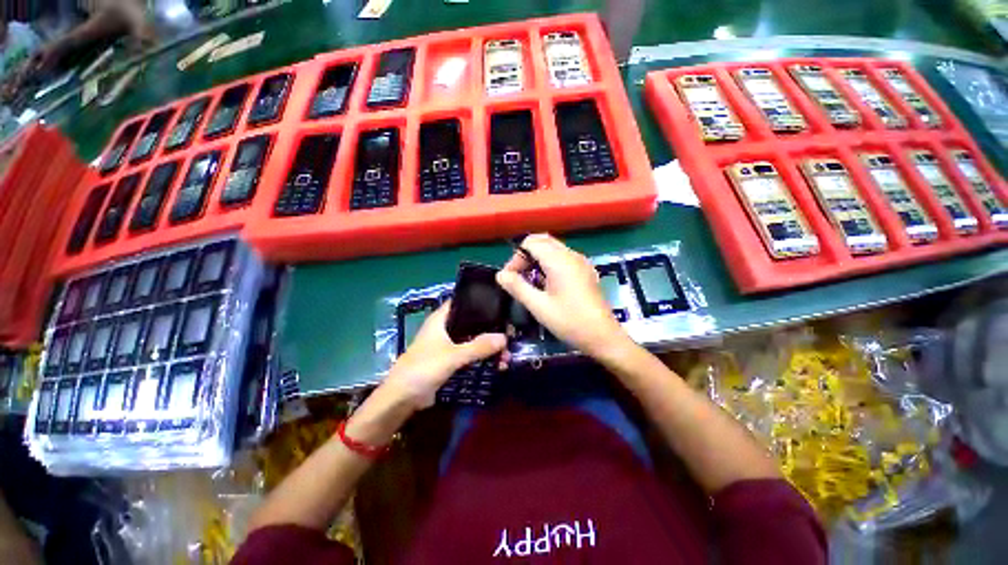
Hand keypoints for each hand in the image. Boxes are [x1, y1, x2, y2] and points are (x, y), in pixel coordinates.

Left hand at [381, 303, 506, 409]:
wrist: (402, 398)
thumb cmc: (423, 368)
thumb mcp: (452, 356)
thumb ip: (478, 347)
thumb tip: (505, 338)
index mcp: (441, 319)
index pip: (462, 302)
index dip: (481, 301)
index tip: (501, 305)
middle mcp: (445, 328)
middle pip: (472, 323)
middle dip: (490, 330)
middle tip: (510, 335)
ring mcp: (447, 344)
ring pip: (473, 340)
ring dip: (488, 347)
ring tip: (506, 356)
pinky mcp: (450, 360)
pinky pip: (470, 355)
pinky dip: (482, 358)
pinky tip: (497, 364)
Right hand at [496, 233, 631, 358]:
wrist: (603, 336)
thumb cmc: (569, 322)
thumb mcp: (539, 306)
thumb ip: (517, 287)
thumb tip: (500, 275)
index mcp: (559, 260)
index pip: (531, 243)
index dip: (516, 257)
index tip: (511, 278)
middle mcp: (571, 255)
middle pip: (542, 241)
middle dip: (526, 255)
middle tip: (519, 277)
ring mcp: (581, 261)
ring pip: (553, 248)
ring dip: (537, 259)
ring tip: (531, 281)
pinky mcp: (585, 270)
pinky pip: (563, 257)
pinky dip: (549, 263)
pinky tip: (547, 283)